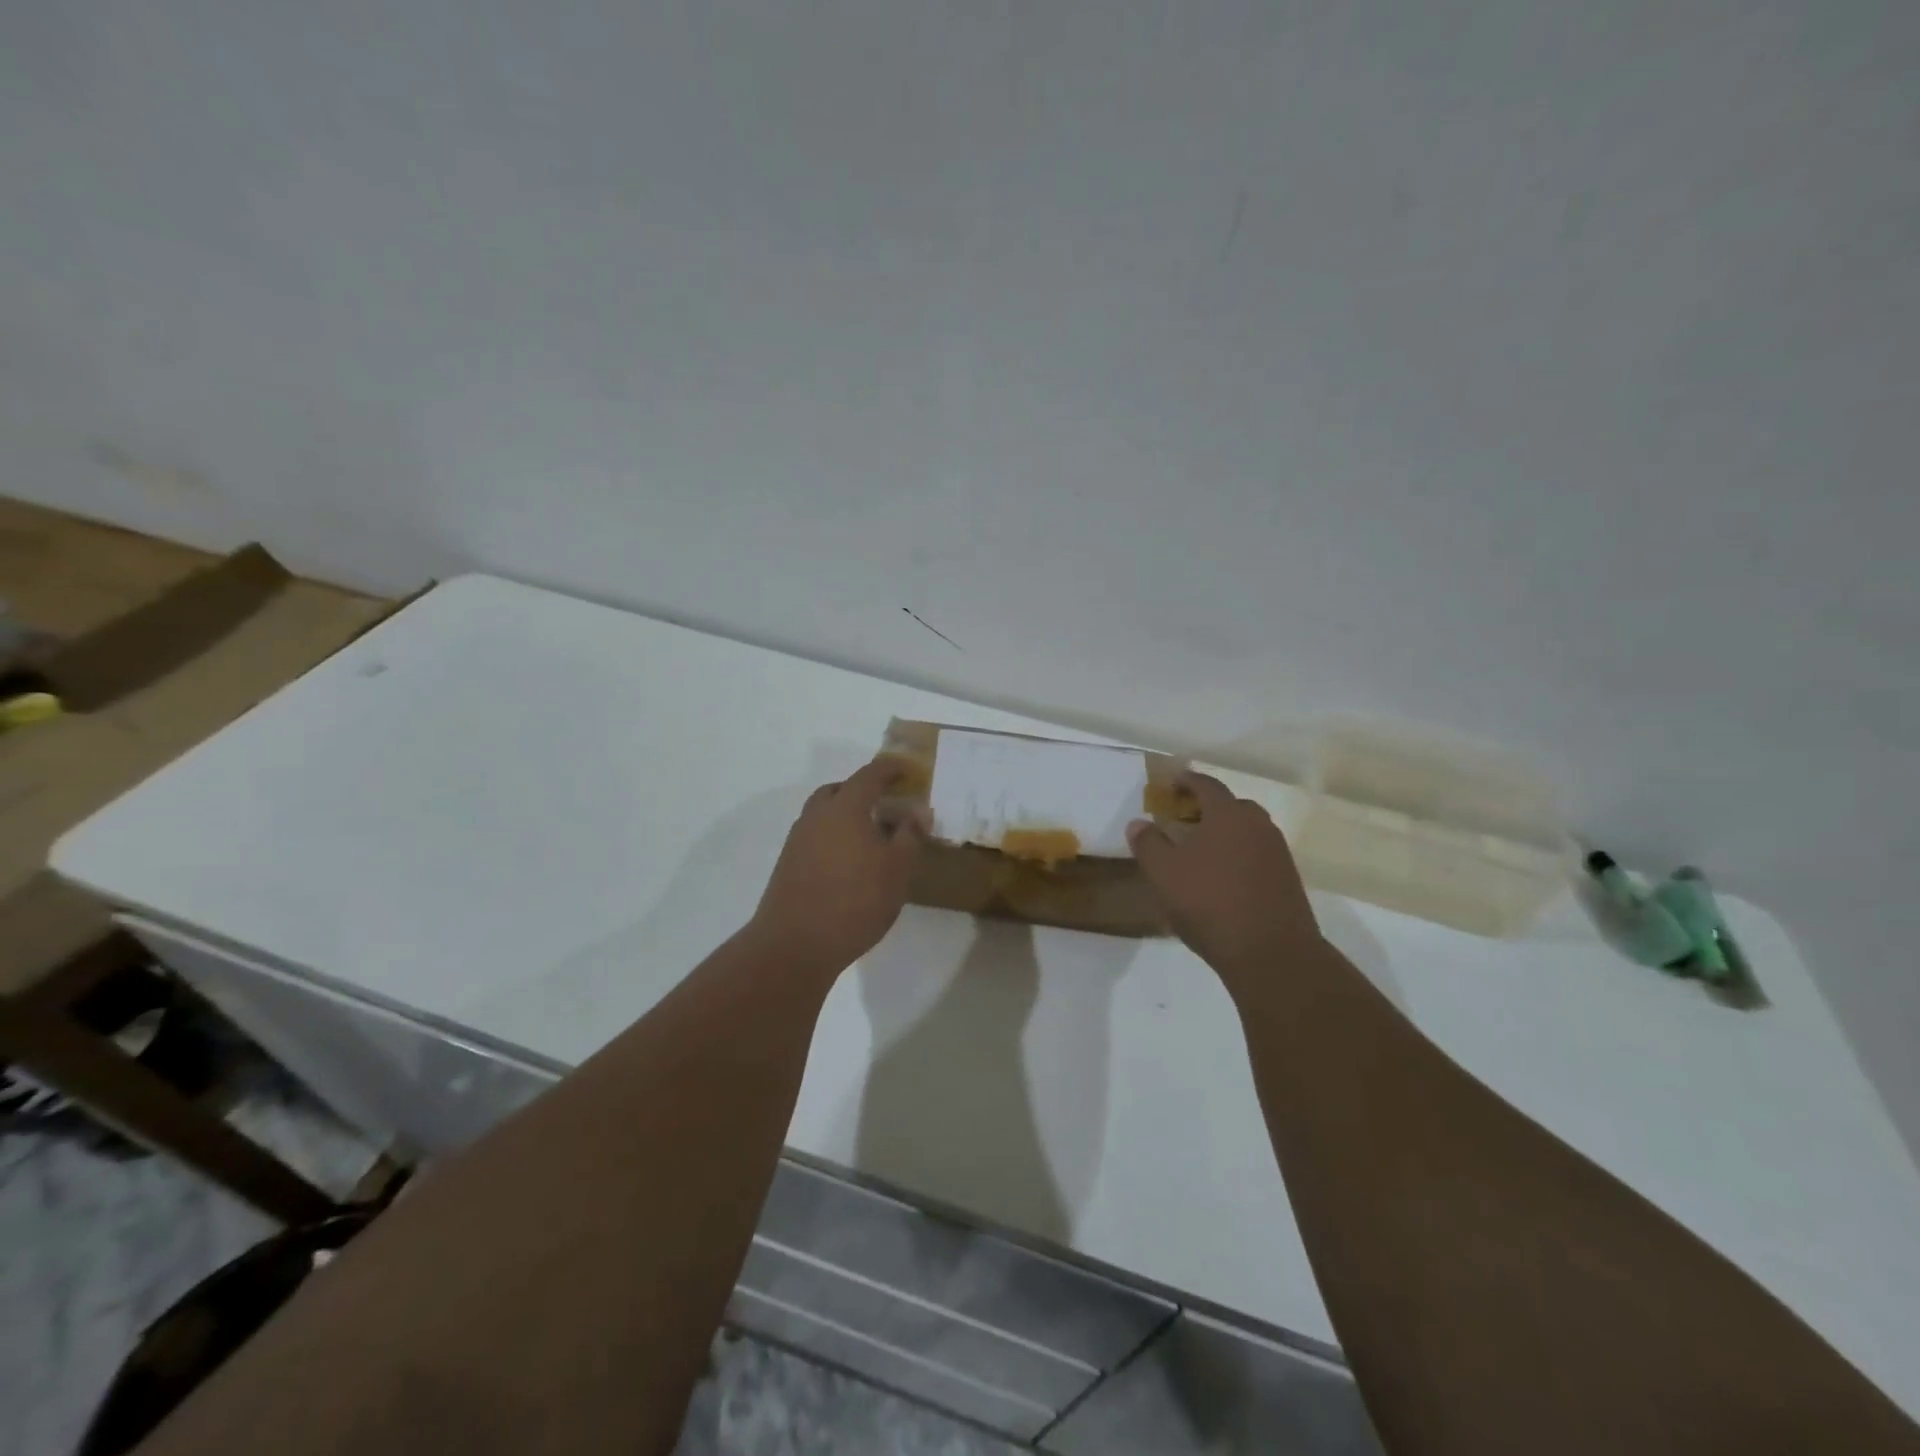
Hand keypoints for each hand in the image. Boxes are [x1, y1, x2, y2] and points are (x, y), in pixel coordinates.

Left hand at [750, 759, 928, 975]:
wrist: (795, 944)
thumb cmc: (856, 901)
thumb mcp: (897, 869)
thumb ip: (910, 835)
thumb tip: (919, 810)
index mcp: (845, 807)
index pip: (870, 774)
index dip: (891, 768)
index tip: (909, 770)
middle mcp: (817, 815)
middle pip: (840, 790)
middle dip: (864, 790)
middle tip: (887, 803)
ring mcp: (798, 839)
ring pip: (824, 814)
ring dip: (846, 814)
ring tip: (871, 835)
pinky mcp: (788, 864)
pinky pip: (816, 836)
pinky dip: (834, 836)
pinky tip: (850, 862)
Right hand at [1127, 771, 1320, 976]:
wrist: (1272, 954)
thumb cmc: (1210, 904)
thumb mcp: (1163, 874)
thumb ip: (1148, 844)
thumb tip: (1138, 823)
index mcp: (1228, 815)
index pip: (1206, 785)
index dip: (1186, 780)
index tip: (1171, 783)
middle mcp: (1258, 826)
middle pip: (1231, 806)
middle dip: (1207, 807)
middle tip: (1184, 819)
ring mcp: (1277, 853)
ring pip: (1247, 831)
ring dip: (1224, 833)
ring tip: (1201, 851)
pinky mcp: (1287, 880)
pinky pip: (1257, 855)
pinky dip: (1238, 856)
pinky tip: (1222, 878)